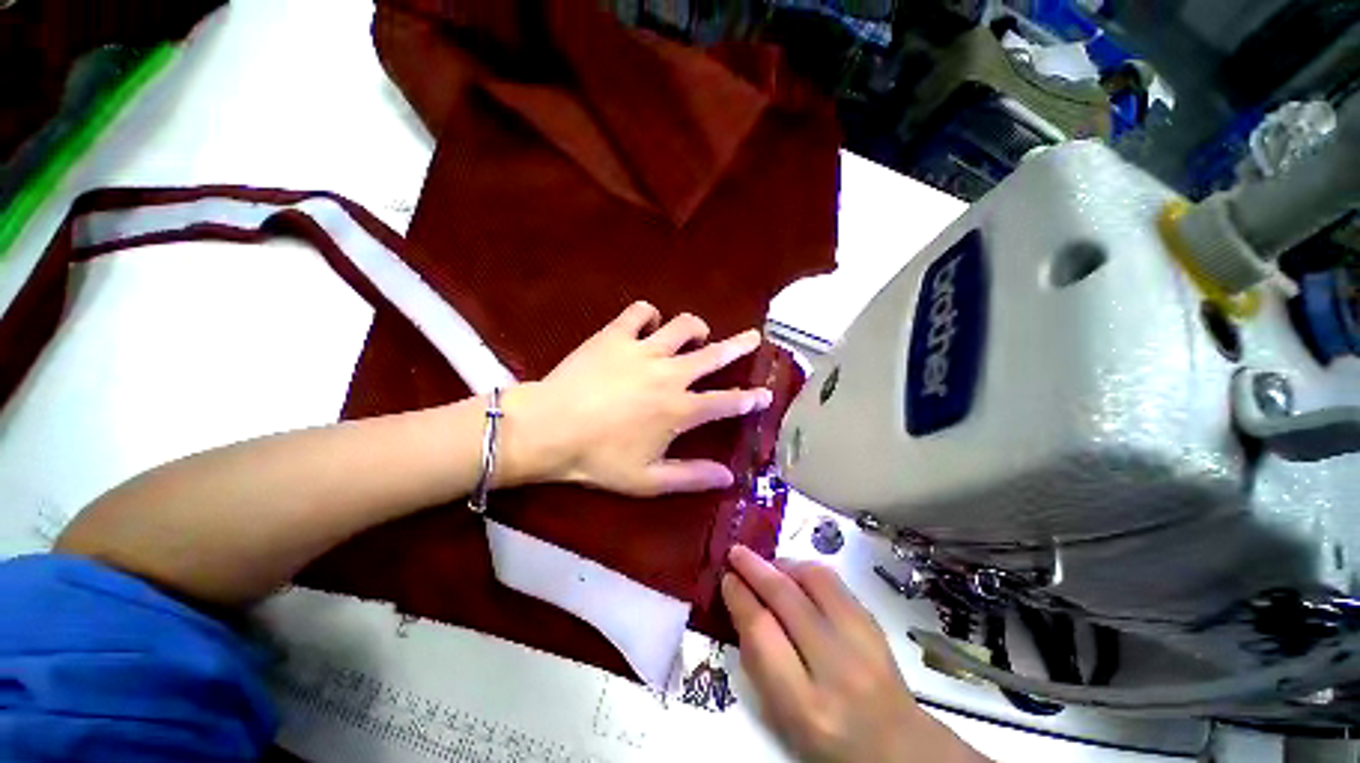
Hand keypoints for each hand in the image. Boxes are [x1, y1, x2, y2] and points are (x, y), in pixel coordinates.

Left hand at [497, 302, 772, 496]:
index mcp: (679, 410)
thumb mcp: (647, 480)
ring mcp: (644, 350)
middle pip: (714, 354)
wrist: (547, 429)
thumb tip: (729, 478)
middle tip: (753, 338)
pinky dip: (648, 316)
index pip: (726, 402)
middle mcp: (670, 374)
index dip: (749, 399)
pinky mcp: (616, 335)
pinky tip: (647, 324)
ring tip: (696, 334)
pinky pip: (640, 312)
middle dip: (739, 346)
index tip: (765, 394)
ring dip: (695, 329)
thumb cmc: (597, 459)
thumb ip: (691, 477)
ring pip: (682, 326)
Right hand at [723, 546, 988, 762]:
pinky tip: (795, 574)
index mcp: (806, 705)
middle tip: (736, 553)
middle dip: (755, 569)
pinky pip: (836, 582)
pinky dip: (808, 570)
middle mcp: (837, 669)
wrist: (898, 746)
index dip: (739, 598)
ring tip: (766, 565)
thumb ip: (759, 662)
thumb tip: (741, 604)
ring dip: (783, 564)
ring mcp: (863, 642)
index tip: (727, 580)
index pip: (762, 633)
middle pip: (787, 599)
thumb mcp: (783, 717)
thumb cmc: (828, 738)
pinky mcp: (876, 624)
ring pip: (815, 580)